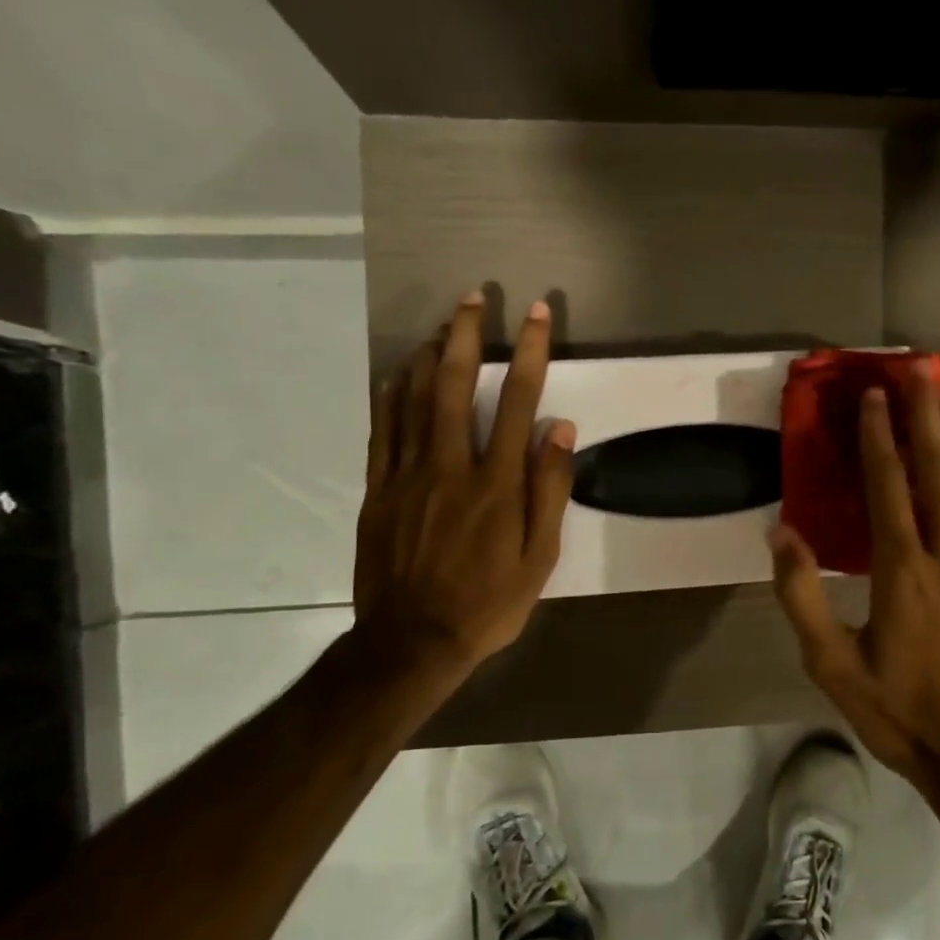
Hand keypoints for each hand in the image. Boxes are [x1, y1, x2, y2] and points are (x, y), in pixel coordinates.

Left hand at [352, 293, 573, 691]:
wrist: (412, 641)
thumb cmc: (488, 603)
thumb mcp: (540, 557)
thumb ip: (550, 490)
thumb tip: (561, 430)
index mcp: (497, 483)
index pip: (519, 402)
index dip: (530, 352)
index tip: (536, 314)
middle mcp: (450, 466)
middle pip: (456, 385)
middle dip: (467, 336)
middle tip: (473, 298)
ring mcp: (407, 475)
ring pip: (414, 399)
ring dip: (429, 355)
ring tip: (441, 324)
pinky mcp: (378, 490)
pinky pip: (383, 430)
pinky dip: (391, 395)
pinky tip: (398, 374)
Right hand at [770, 362, 939, 796]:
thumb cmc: (901, 714)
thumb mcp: (833, 667)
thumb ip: (802, 597)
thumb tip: (781, 533)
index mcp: (903, 573)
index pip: (889, 488)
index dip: (879, 438)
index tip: (874, 395)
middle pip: (938, 471)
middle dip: (926, 416)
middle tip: (919, 369)